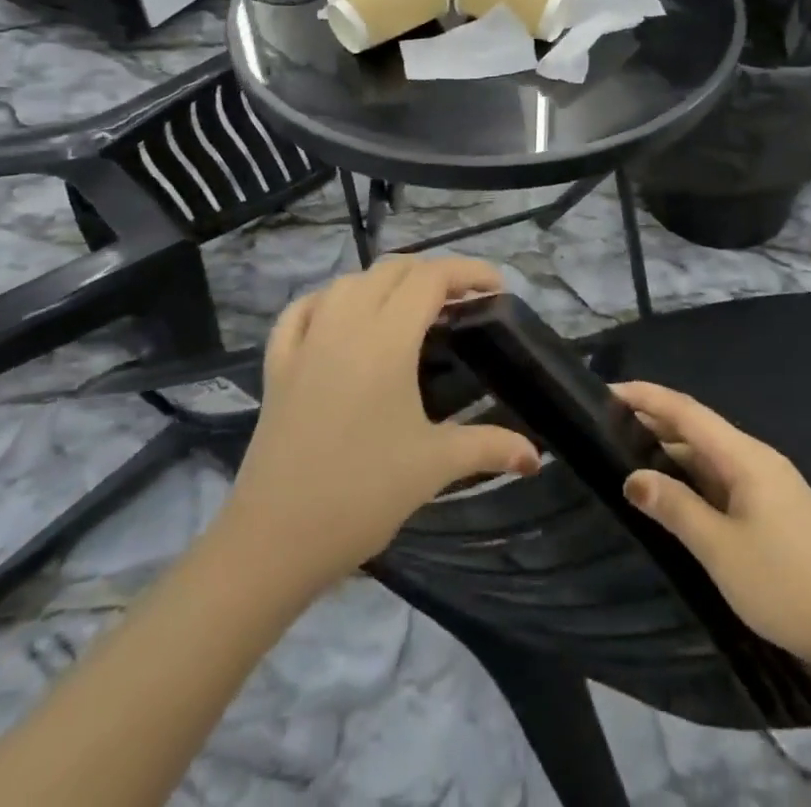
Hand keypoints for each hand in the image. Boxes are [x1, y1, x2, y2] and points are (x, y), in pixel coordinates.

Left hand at [221, 256, 540, 593]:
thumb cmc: (362, 495)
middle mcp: (345, 325)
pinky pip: (302, 310)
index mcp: (386, 340)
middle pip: (392, 270)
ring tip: (409, 307)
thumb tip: (536, 456)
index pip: (430, 279)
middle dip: (432, 273)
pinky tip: (341, 316)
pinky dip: (329, 300)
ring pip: (348, 282)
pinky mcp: (277, 364)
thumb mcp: (434, 466)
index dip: (468, 272)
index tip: (496, 288)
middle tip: (461, 302)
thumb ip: (489, 447)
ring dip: (384, 282)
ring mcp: (306, 341)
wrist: (274, 540)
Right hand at [614, 380, 810, 670]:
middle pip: (697, 427)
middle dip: (654, 420)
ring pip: (710, 454)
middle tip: (607, 422)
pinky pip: (722, 476)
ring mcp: (768, 482)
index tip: (607, 390)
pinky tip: (672, 489)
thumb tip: (633, 478)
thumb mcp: (720, 549)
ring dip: (671, 450)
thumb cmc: (785, 584)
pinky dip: (691, 475)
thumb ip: (675, 508)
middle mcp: (756, 458)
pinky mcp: (773, 507)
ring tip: (628, 452)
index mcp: (745, 456)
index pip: (686, 411)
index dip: (646, 397)